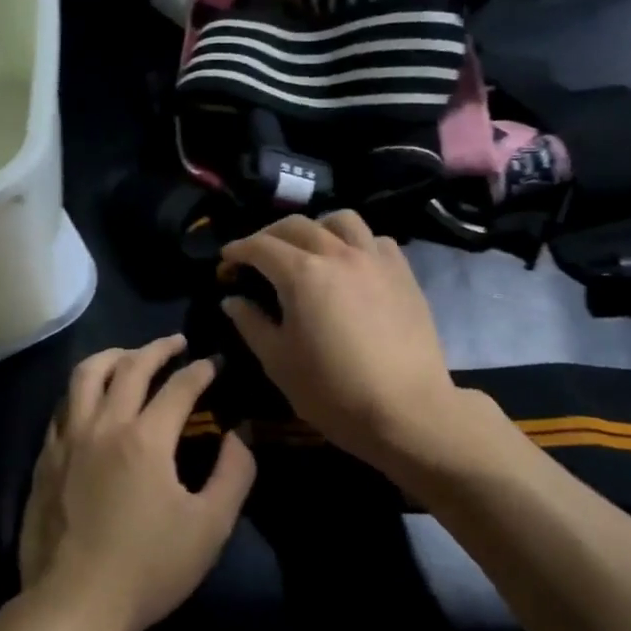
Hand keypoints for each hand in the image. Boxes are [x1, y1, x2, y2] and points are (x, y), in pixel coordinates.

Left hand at [19, 335, 255, 630]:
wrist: (73, 605)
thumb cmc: (148, 567)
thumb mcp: (210, 526)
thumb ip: (234, 473)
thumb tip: (240, 434)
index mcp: (145, 438)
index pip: (179, 386)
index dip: (202, 370)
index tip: (217, 363)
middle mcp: (102, 425)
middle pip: (129, 366)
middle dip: (158, 348)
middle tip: (177, 343)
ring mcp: (67, 440)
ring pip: (85, 376)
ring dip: (113, 357)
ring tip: (130, 357)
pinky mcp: (45, 460)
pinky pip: (63, 407)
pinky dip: (83, 392)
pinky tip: (92, 403)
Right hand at [220, 212, 465, 464]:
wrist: (406, 411)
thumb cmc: (333, 392)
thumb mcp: (278, 361)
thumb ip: (251, 324)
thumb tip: (232, 300)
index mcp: (302, 274)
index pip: (260, 247)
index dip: (238, 251)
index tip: (225, 263)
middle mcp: (338, 254)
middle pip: (297, 225)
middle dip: (269, 235)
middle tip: (257, 256)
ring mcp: (375, 260)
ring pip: (342, 220)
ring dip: (316, 227)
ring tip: (308, 248)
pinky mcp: (403, 273)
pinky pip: (375, 240)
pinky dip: (355, 242)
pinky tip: (350, 264)